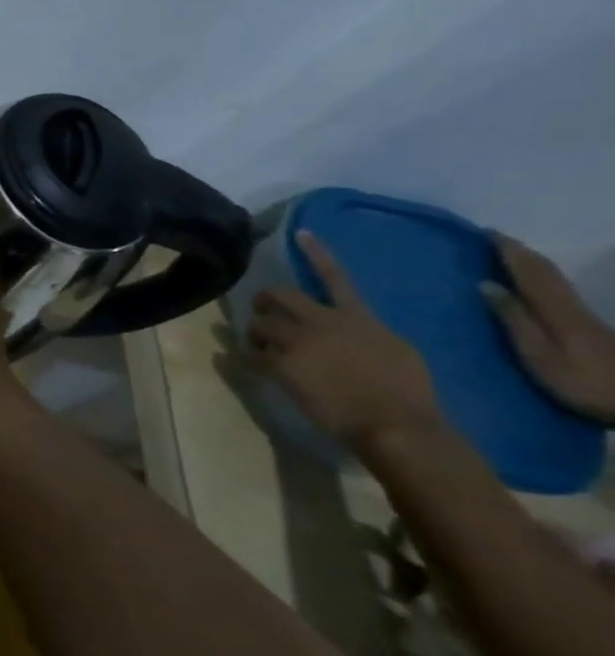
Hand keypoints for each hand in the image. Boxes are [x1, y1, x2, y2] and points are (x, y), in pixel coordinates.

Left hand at [246, 231, 441, 450]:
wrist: (393, 422)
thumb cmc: (407, 391)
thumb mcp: (396, 349)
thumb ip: (366, 330)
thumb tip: (351, 327)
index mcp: (357, 317)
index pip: (335, 277)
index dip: (316, 253)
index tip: (299, 233)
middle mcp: (322, 322)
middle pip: (279, 296)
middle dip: (264, 300)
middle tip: (262, 310)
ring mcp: (297, 342)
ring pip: (259, 324)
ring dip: (256, 332)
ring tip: (261, 345)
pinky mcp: (280, 364)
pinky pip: (252, 354)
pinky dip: (249, 357)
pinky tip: (250, 362)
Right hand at [485, 235, 614, 423]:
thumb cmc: (582, 382)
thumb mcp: (539, 355)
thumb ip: (514, 319)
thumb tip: (485, 284)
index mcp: (555, 310)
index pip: (529, 272)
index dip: (510, 251)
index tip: (487, 232)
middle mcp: (570, 306)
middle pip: (546, 272)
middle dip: (521, 252)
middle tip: (494, 237)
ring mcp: (583, 316)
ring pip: (555, 279)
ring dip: (532, 262)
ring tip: (509, 252)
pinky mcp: (589, 326)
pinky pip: (559, 290)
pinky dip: (542, 276)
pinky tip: (536, 280)